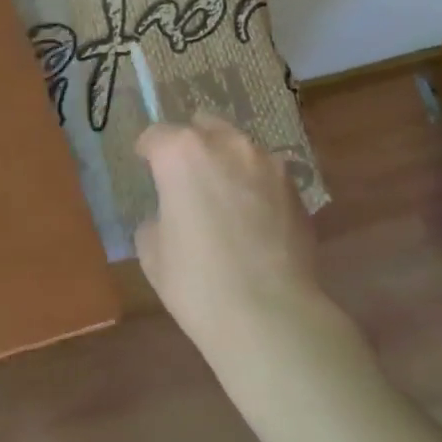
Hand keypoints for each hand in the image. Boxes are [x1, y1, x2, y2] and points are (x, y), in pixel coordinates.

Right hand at [134, 113, 321, 345]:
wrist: (269, 314)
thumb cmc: (196, 282)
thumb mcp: (152, 251)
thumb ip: (157, 217)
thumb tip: (170, 215)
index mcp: (181, 153)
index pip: (156, 136)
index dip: (147, 151)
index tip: (145, 165)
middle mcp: (226, 145)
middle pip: (203, 126)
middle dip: (191, 145)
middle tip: (185, 177)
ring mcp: (267, 163)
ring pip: (239, 147)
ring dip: (226, 162)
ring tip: (223, 196)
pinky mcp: (295, 188)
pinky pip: (266, 175)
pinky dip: (254, 186)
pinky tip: (252, 218)